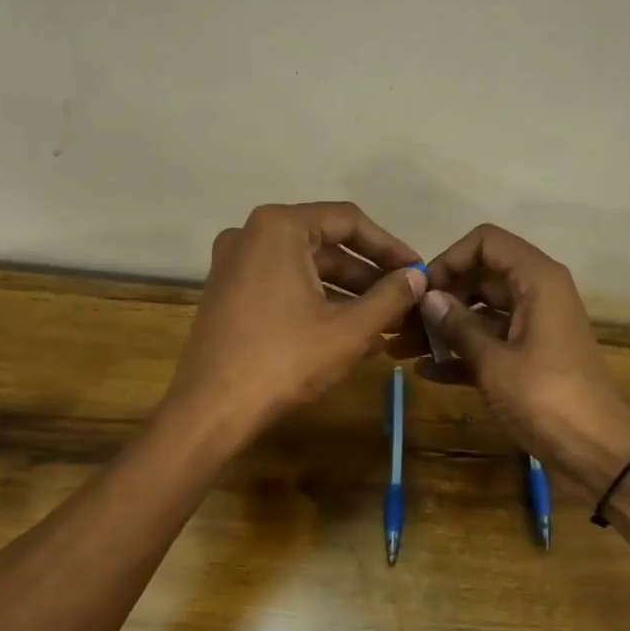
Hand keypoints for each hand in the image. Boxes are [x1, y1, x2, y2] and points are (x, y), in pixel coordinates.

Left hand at [165, 202, 425, 440]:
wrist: (211, 409)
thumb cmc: (284, 360)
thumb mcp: (349, 329)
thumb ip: (389, 297)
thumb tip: (418, 277)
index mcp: (279, 228)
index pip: (348, 221)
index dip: (389, 247)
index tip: (417, 271)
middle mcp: (251, 234)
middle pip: (326, 245)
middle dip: (369, 275)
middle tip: (406, 301)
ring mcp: (234, 264)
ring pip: (306, 269)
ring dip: (348, 294)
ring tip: (387, 322)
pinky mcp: (229, 293)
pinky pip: (284, 287)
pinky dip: (318, 303)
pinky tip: (352, 332)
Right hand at [412, 225, 629, 494]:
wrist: (597, 451)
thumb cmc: (546, 398)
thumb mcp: (495, 361)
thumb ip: (459, 326)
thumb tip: (428, 298)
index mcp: (536, 280)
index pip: (486, 242)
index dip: (450, 259)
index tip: (421, 291)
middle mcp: (536, 294)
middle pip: (480, 277)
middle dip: (441, 299)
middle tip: (402, 325)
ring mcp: (533, 327)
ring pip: (482, 313)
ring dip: (445, 329)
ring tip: (403, 349)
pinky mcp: (530, 358)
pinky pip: (491, 343)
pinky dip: (463, 354)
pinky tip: (428, 373)